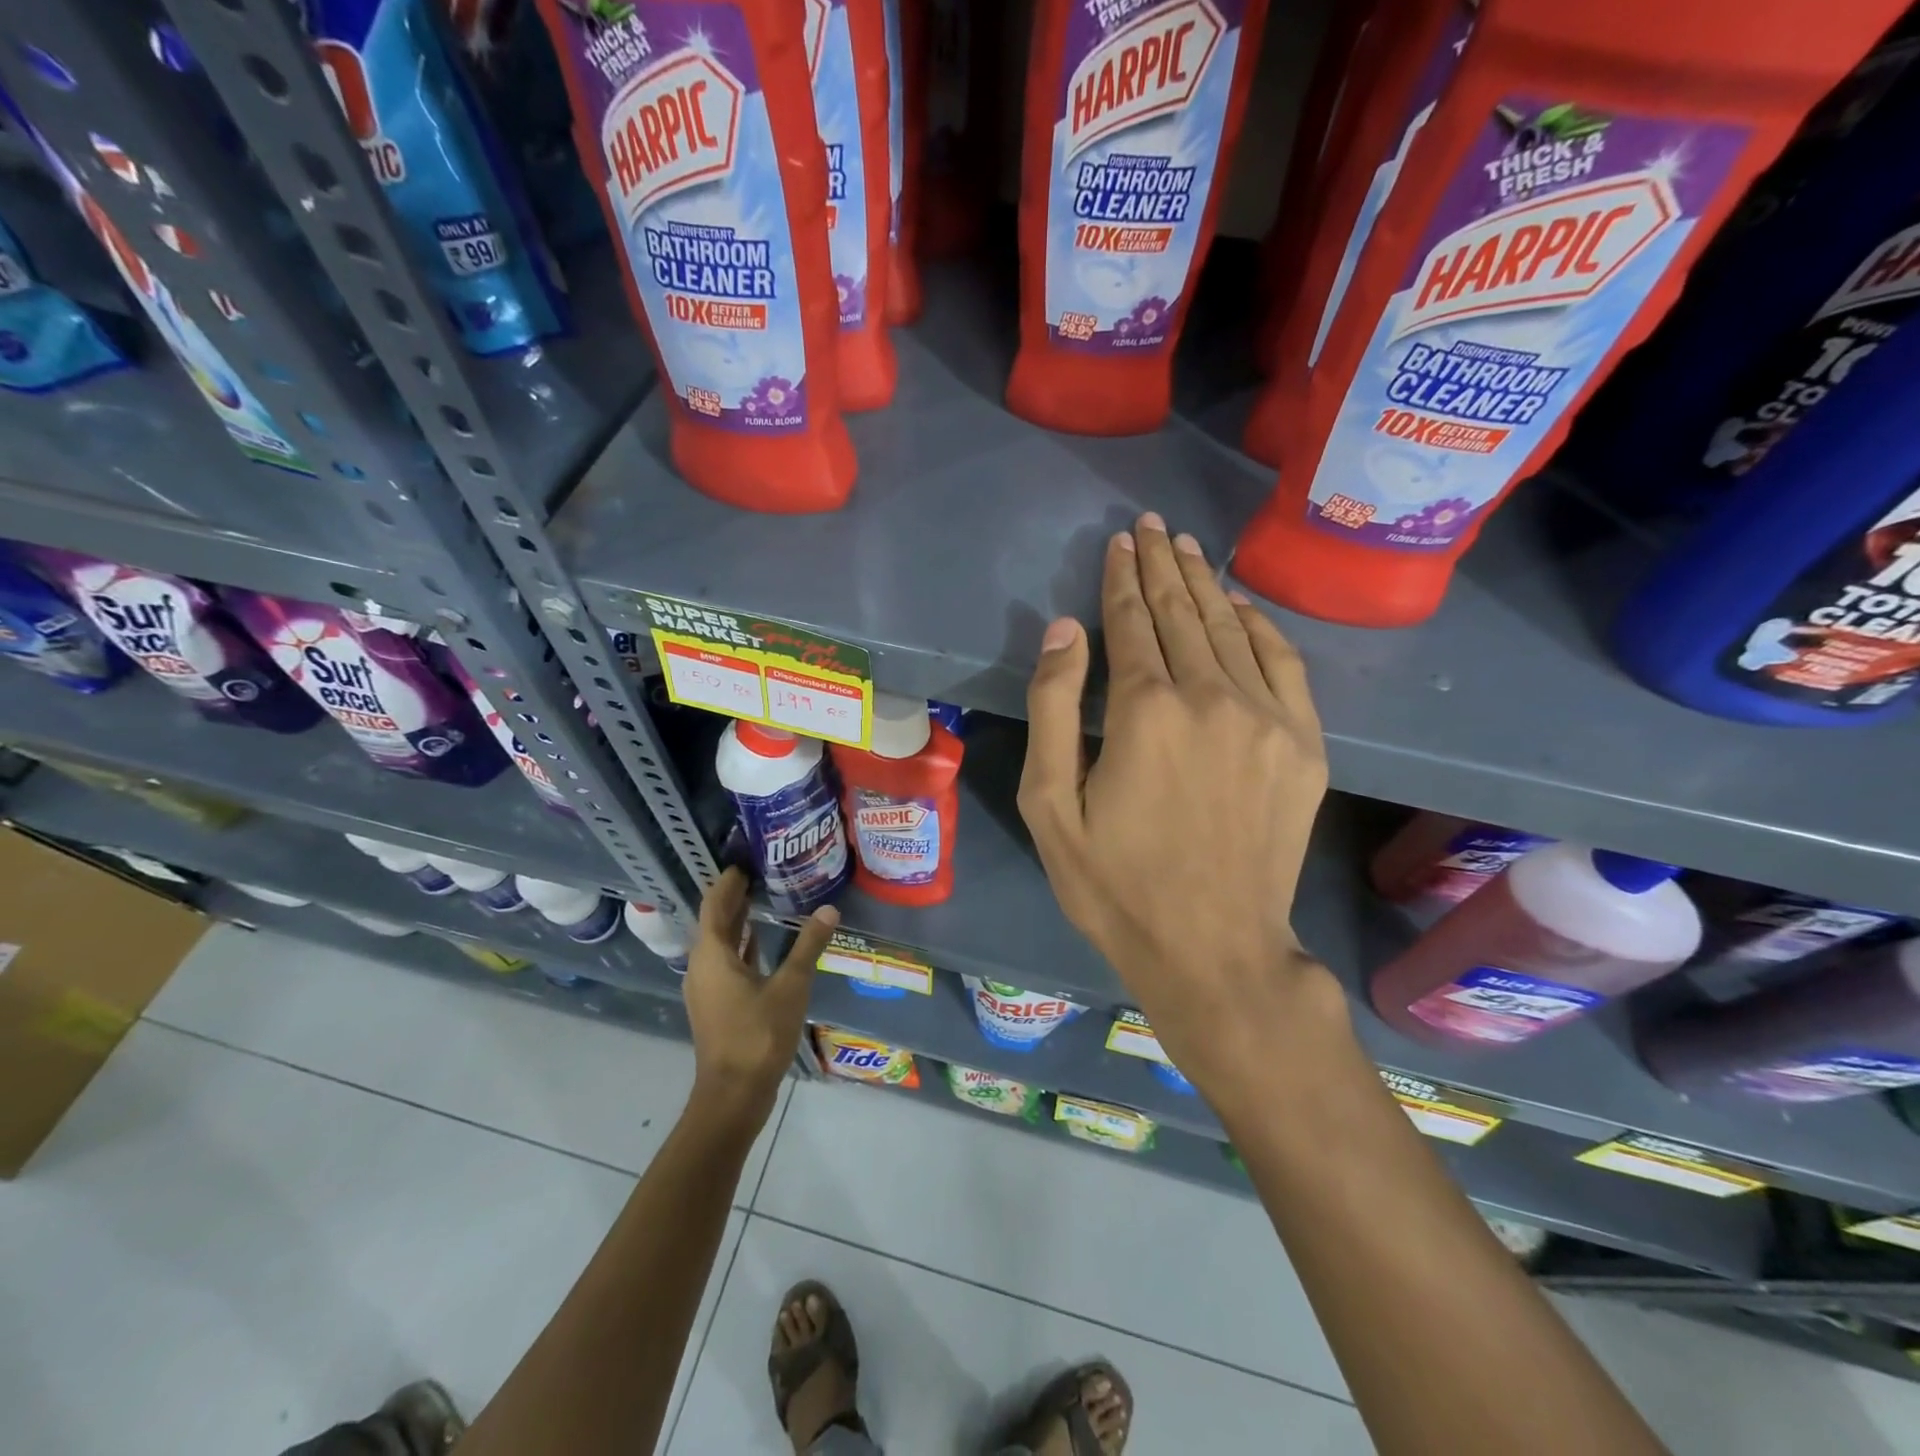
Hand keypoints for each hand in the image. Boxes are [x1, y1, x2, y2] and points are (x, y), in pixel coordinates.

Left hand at [684, 868, 837, 1127]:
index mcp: (712, 955)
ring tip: (762, 898)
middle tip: (760, 872)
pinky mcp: (716, 1004)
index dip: (728, 881)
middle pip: (714, 921)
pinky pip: (725, 962)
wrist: (733, 1094)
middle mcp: (702, 966)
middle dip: (734, 897)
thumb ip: (808, 946)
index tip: (745, 861)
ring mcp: (706, 987)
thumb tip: (829, 910)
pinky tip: (759, 941)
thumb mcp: (791, 987)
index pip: (715, 904)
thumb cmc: (758, 1035)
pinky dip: (741, 945)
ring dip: (737, 921)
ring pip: (719, 943)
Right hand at [1018, 513, 1339, 1109]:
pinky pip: (1284, 663)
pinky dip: (1260, 626)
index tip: (1119, 542)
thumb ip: (1055, 707)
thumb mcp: (1050, 804)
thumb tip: (1066, 629)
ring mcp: (1268, 717)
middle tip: (1152, 526)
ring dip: (1205, 585)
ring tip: (1187, 548)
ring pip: (1231, 629)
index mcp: (1145, 710)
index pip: (1132, 622)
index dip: (1122, 579)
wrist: (1214, 949)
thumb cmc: (1115, 884)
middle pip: (1183, 613)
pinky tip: (1241, 606)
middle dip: (1163, 565)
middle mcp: (1212, 696)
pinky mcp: (1304, 744)